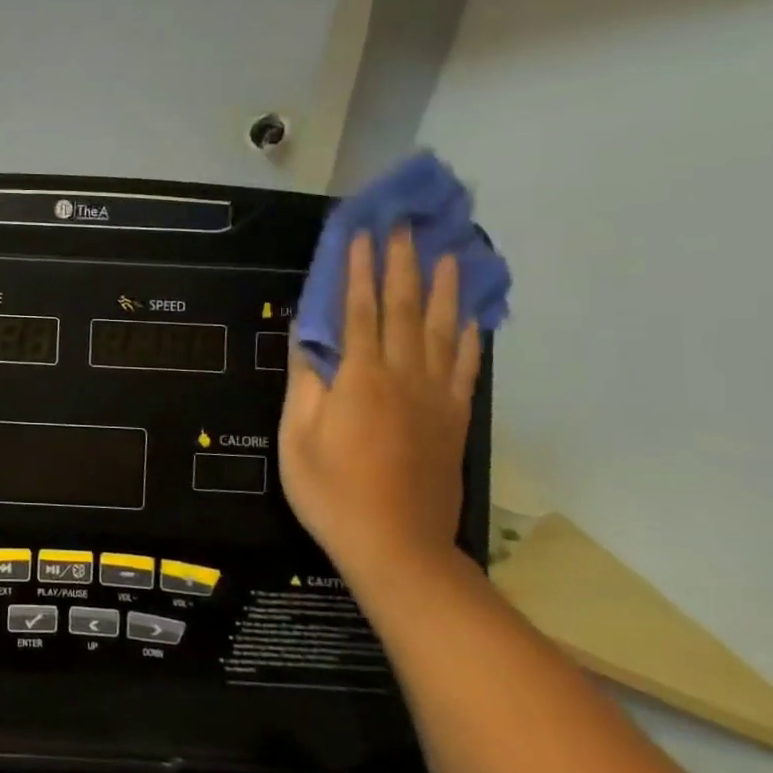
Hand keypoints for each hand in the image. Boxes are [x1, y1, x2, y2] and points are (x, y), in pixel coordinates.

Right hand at [279, 227, 481, 585]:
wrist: (395, 546)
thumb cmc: (331, 492)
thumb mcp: (297, 438)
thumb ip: (305, 383)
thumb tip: (307, 337)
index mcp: (361, 380)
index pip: (360, 313)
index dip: (359, 272)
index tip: (360, 235)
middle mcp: (404, 378)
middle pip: (405, 311)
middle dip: (403, 266)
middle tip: (405, 227)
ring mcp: (436, 398)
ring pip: (444, 331)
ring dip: (445, 290)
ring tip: (450, 254)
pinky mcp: (455, 419)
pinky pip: (467, 368)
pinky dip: (471, 337)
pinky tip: (474, 317)